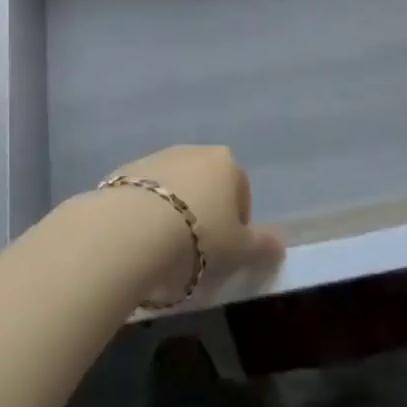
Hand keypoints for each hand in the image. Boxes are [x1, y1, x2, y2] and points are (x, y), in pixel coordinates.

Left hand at [105, 145, 282, 302]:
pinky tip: (139, 243)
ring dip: (174, 214)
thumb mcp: (240, 251)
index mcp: (226, 162)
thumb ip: (263, 246)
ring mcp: (157, 157)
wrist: (131, 231)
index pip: (241, 192)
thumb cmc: (198, 238)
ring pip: (174, 189)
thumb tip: (280, 245)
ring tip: (164, 252)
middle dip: (205, 215)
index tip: (226, 255)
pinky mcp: (125, 172)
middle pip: (206, 186)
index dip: (237, 226)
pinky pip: (144, 196)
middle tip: (197, 255)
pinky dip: (145, 215)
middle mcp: (193, 151)